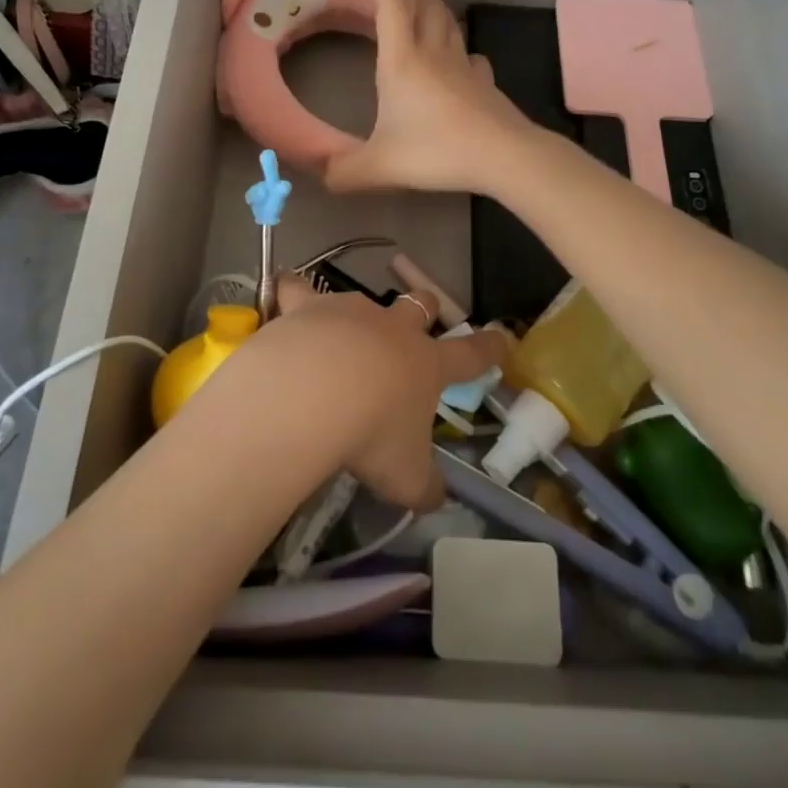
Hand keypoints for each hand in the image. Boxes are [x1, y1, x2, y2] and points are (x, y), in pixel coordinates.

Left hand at [230, 274, 511, 510]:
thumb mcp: (406, 477)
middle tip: (418, 318)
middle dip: (424, 309)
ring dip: (356, 313)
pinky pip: (298, 289)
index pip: (469, 355)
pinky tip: (283, 299)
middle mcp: (393, 329)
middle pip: (419, 305)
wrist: (311, 394)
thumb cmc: (370, 435)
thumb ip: (425, 487)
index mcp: (426, 365)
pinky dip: (292, 293)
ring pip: (361, 297)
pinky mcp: (308, 306)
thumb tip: (436, 498)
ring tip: (339, 329)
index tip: (504, 337)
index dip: (489, 348)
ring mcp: (350, 311)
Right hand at [324, 0, 539, 196]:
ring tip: (417, 22)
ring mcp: (464, 65)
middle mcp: (434, 53)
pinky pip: (470, 54)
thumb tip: (320, 176)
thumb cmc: (437, 151)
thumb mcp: (380, 166)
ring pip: (449, 23)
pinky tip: (454, 65)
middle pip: (424, 3)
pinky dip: (457, 49)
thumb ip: (344, 172)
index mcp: (402, 60)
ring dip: (432, 13)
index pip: (389, 2)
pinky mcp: (485, 82)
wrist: (505, 157)